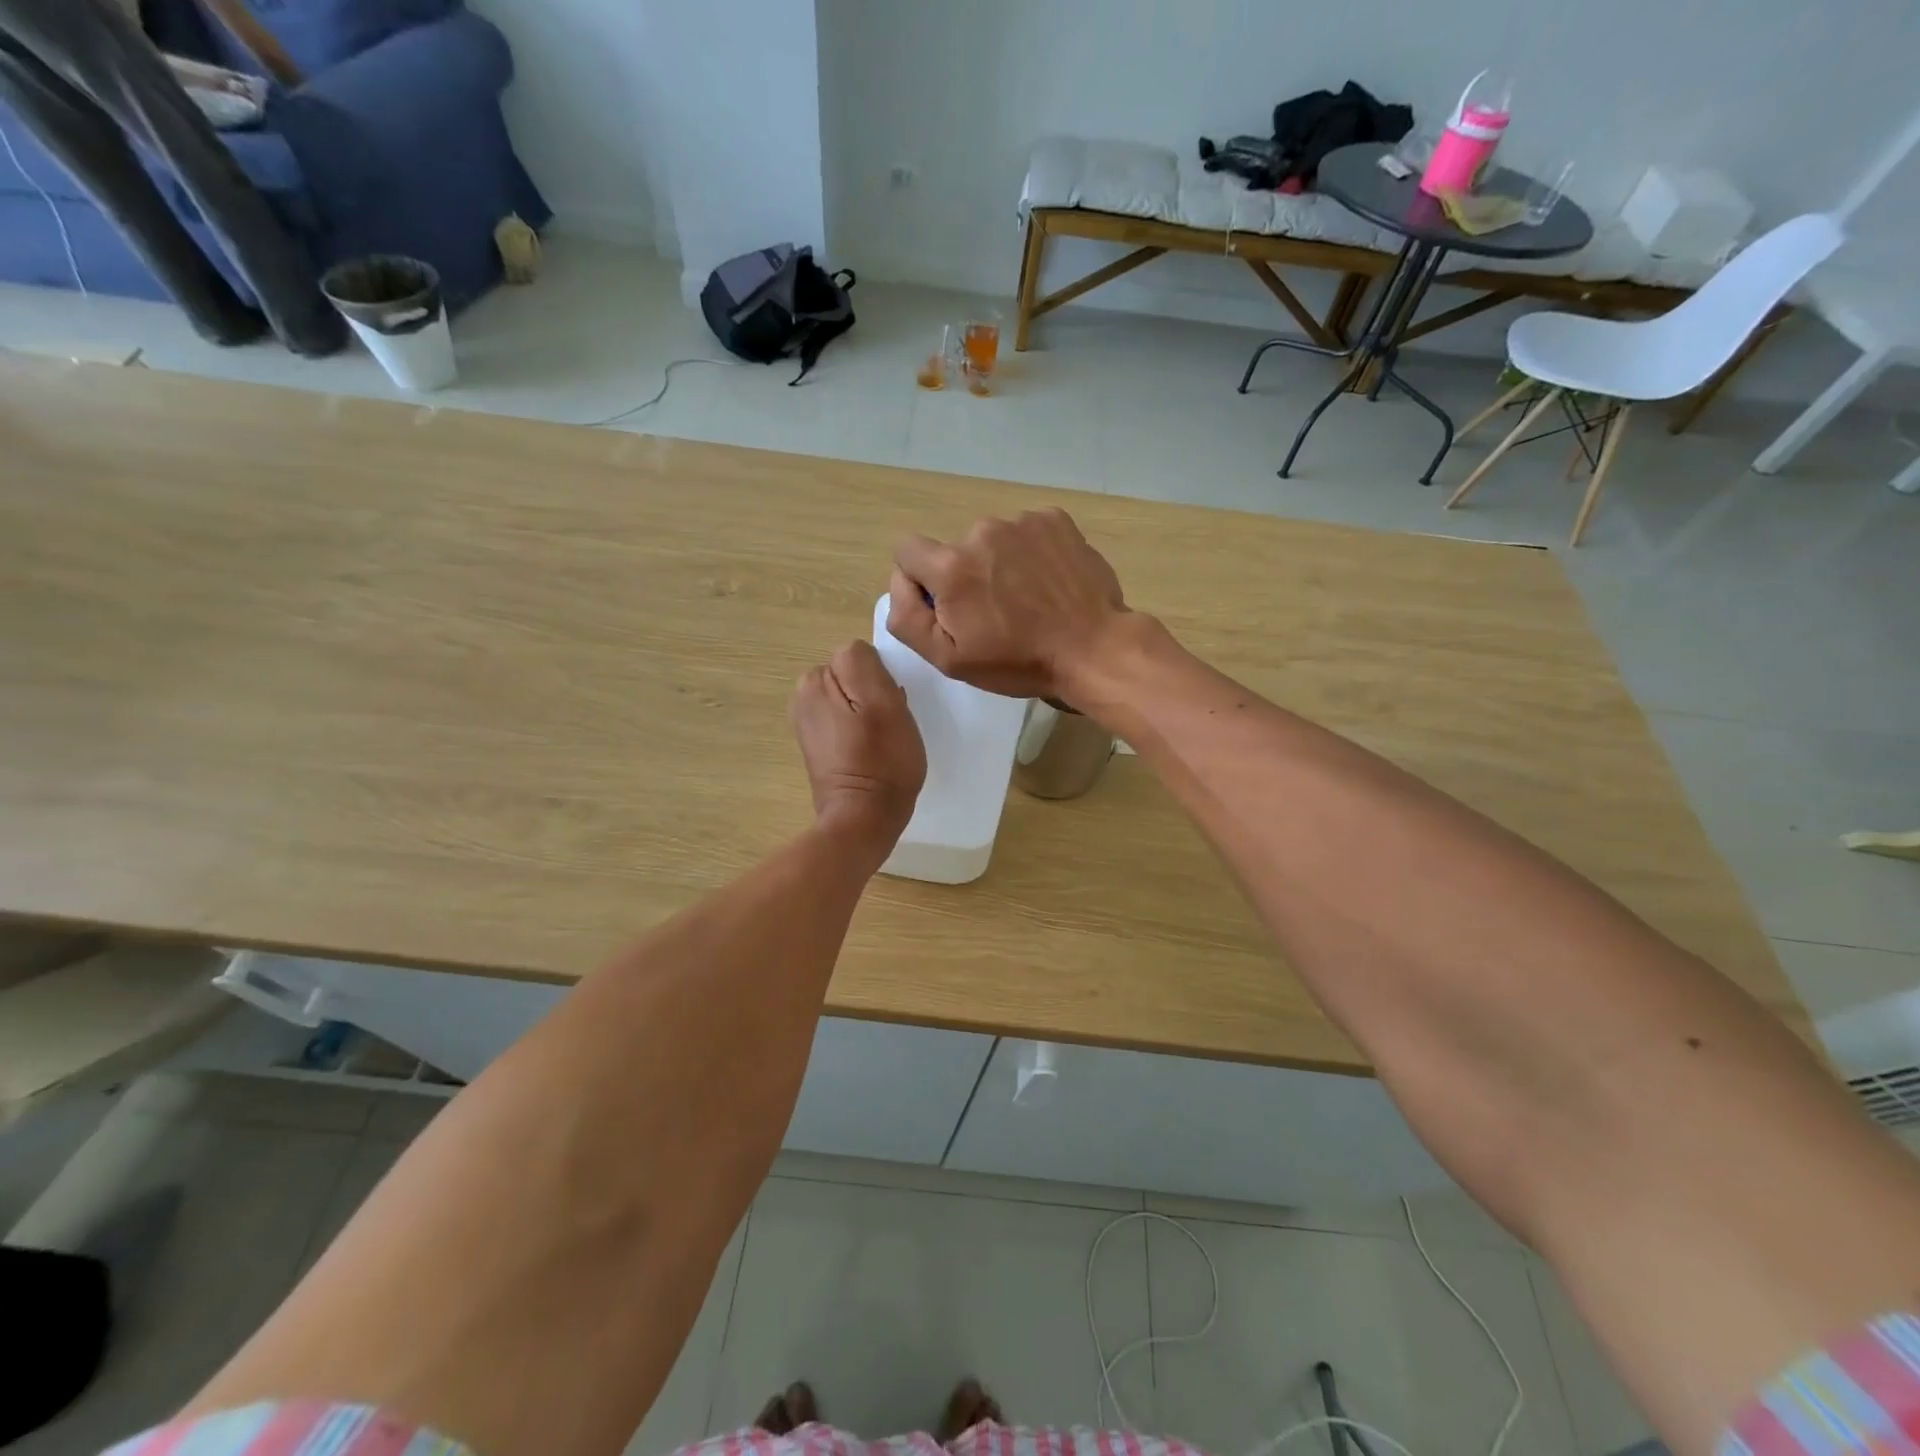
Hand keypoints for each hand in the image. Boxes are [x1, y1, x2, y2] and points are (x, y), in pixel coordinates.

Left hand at [791, 640, 925, 854]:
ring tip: (882, 740)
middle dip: (874, 694)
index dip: (882, 679)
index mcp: (814, 681)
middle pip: (853, 676)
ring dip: (870, 712)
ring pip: (852, 698)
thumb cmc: (882, 761)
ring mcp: (808, 722)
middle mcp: (803, 696)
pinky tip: (872, 751)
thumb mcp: (884, 703)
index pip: (859, 656)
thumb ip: (865, 664)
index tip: (891, 706)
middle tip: (889, 725)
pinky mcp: (818, 744)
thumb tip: (858, 655)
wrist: (864, 819)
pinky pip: (847, 720)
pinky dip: (861, 730)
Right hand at [885, 508, 1127, 701]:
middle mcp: (982, 531)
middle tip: (997, 614)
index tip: (947, 607)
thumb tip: (900, 583)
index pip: (907, 550)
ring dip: (1000, 564)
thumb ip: (907, 617)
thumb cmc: (1018, 661)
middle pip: (954, 549)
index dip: (920, 580)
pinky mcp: (1055, 519)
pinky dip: (1031, 553)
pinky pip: (1026, 532)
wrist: (1093, 649)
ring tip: (1028, 600)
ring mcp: (1022, 521)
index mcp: (951, 565)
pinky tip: (1048, 583)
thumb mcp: (949, 658)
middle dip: (966, 576)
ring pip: (992, 541)